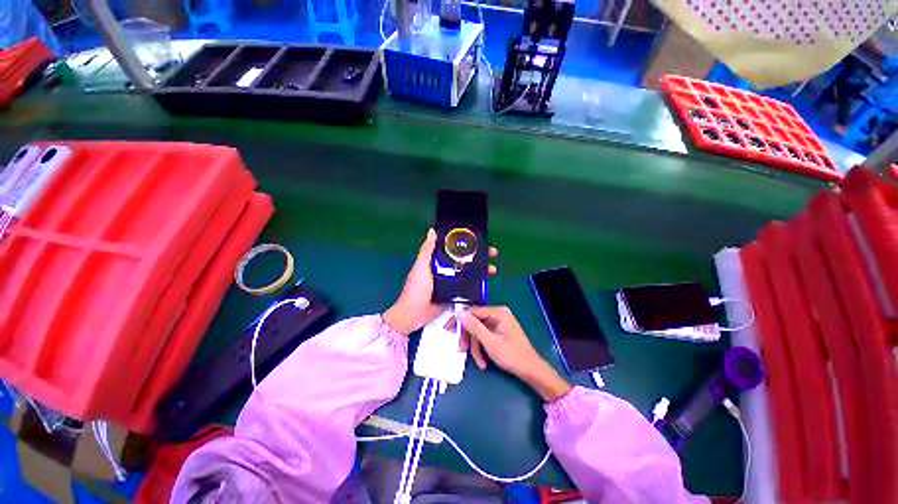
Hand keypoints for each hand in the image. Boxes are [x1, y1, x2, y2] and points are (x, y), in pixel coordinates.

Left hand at [383, 229, 497, 336]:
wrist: (413, 315)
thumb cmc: (415, 289)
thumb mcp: (420, 267)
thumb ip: (426, 251)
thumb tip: (432, 231)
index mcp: (436, 261)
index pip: (453, 249)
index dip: (466, 244)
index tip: (479, 239)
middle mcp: (445, 269)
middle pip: (464, 260)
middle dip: (478, 256)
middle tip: (492, 253)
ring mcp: (450, 282)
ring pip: (468, 272)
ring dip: (480, 270)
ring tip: (493, 268)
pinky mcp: (454, 294)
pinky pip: (467, 286)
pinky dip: (476, 283)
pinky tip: (485, 282)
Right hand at [461, 306, 571, 402]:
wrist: (531, 371)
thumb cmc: (512, 355)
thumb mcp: (490, 342)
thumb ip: (474, 327)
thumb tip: (459, 313)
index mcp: (498, 312)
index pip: (473, 311)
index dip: (460, 320)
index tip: (448, 329)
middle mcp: (498, 314)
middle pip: (475, 322)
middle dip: (469, 338)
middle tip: (462, 349)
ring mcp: (499, 323)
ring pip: (479, 331)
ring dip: (476, 347)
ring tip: (479, 362)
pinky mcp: (499, 331)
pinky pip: (485, 336)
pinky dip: (482, 348)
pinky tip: (483, 361)